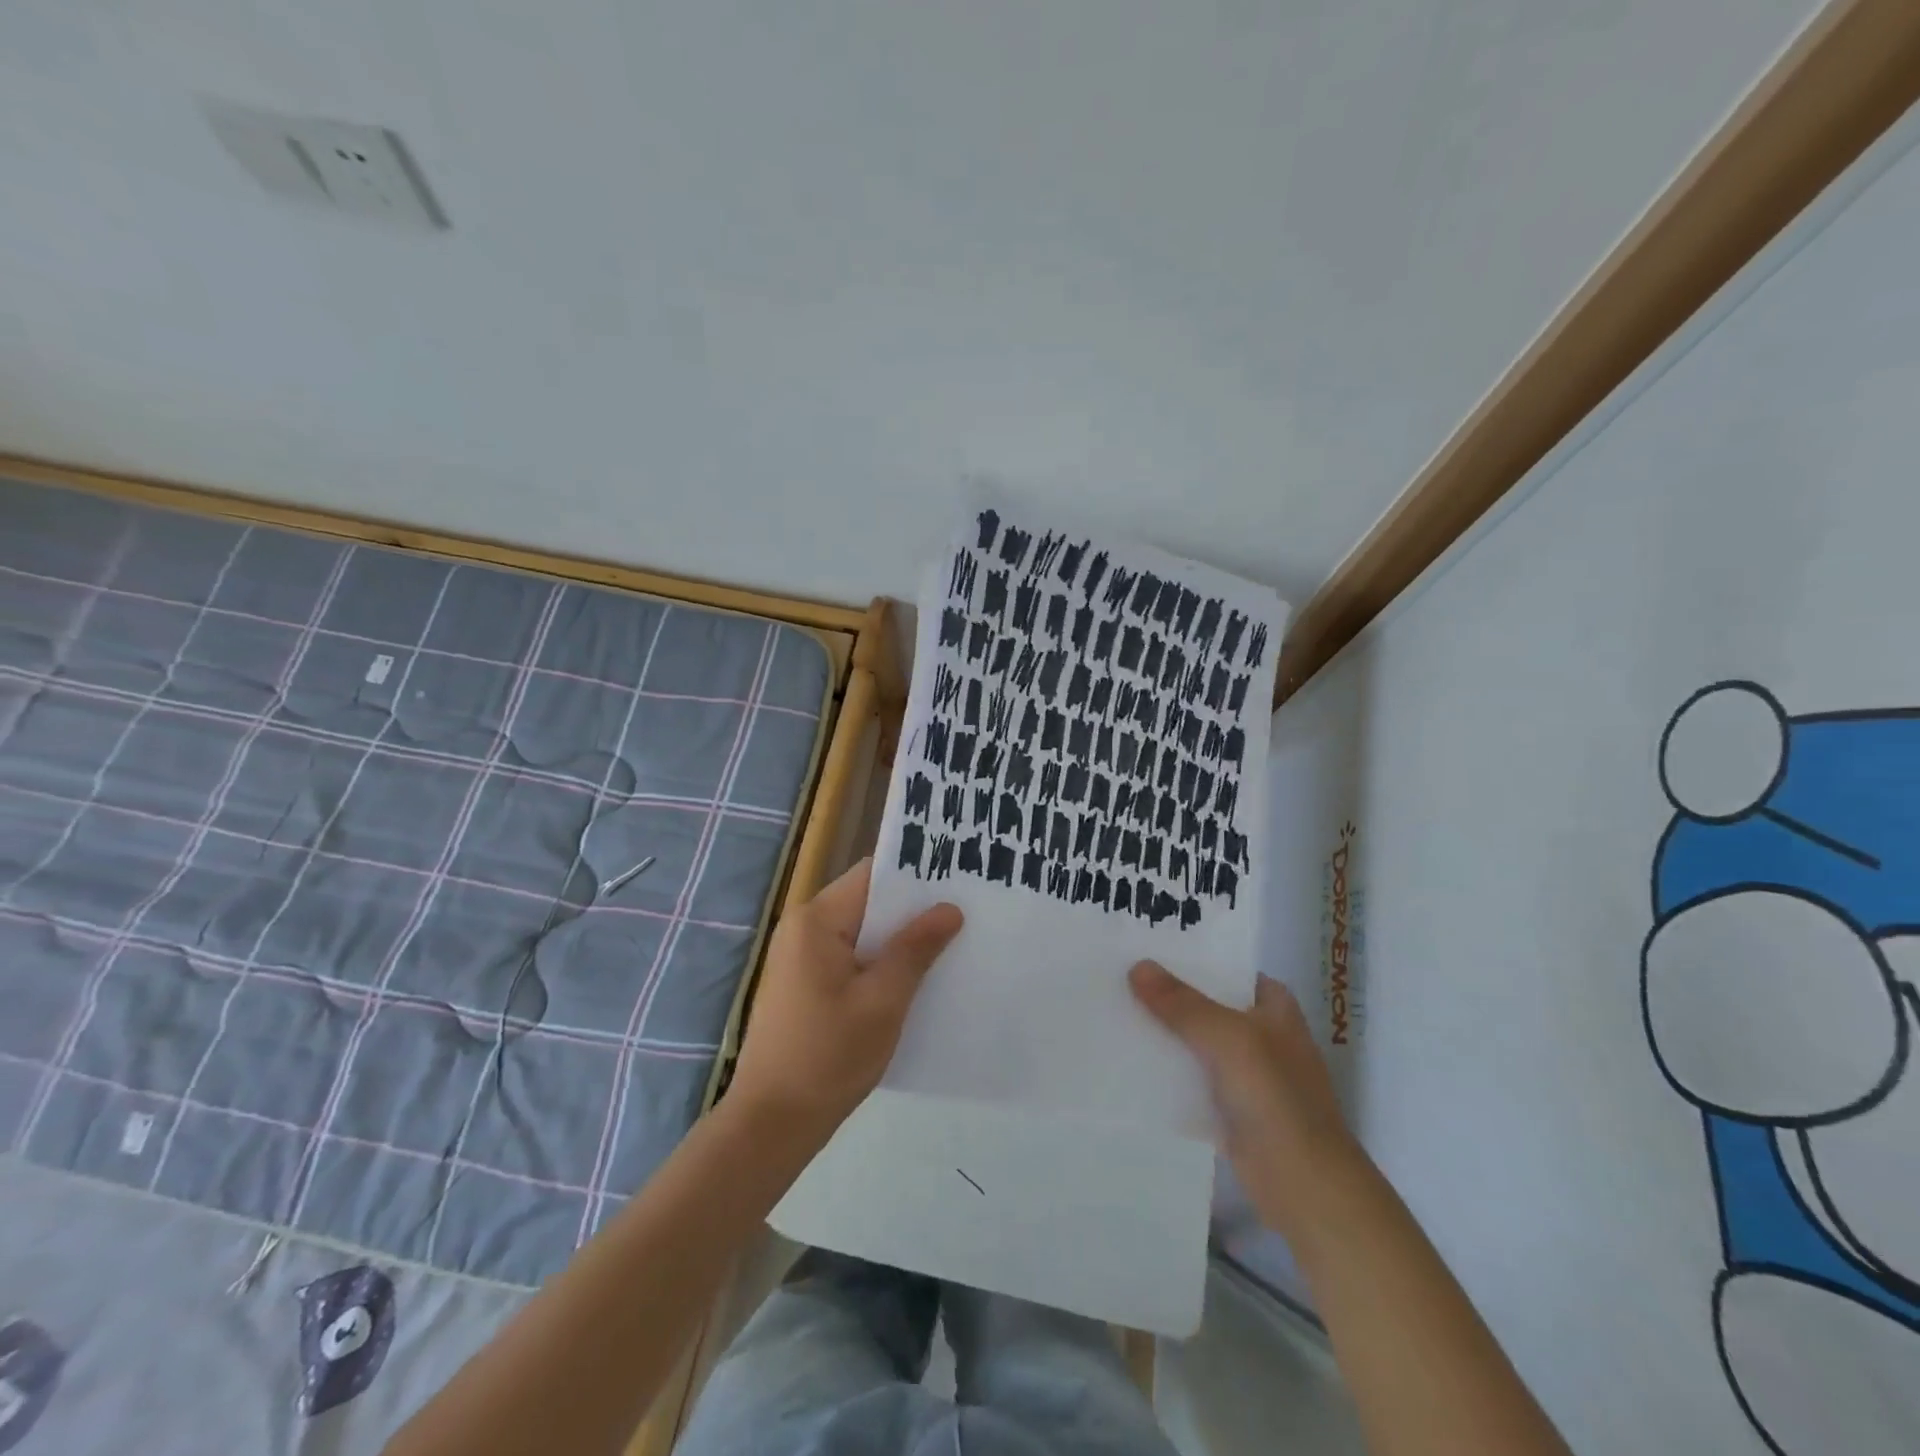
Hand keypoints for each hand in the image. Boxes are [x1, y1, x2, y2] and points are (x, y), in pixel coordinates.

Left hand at [729, 858, 962, 1146]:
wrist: (771, 1124)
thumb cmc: (828, 1056)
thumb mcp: (883, 1001)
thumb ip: (915, 949)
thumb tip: (949, 908)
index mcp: (817, 921)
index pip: (872, 877)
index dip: (915, 877)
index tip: (957, 882)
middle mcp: (803, 928)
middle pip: (867, 903)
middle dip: (912, 911)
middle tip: (963, 916)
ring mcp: (799, 958)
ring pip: (860, 933)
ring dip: (897, 941)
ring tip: (948, 946)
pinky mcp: (803, 985)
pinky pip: (849, 958)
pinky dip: (879, 964)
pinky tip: (912, 981)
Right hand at [1130, 962, 1360, 1240]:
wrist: (1302, 1184)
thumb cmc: (1274, 1096)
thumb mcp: (1227, 1037)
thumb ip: (1182, 1003)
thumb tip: (1138, 966)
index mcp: (1275, 1009)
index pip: (1230, 969)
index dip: (1195, 958)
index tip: (1151, 946)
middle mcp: (1262, 1035)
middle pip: (1208, 1005)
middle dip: (1170, 994)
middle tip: (1120, 973)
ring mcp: (1246, 1075)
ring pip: (1196, 1042)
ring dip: (1164, 1033)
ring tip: (1114, 1008)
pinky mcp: (1229, 1109)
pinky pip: (1190, 1079)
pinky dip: (1166, 1071)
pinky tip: (1128, 1059)